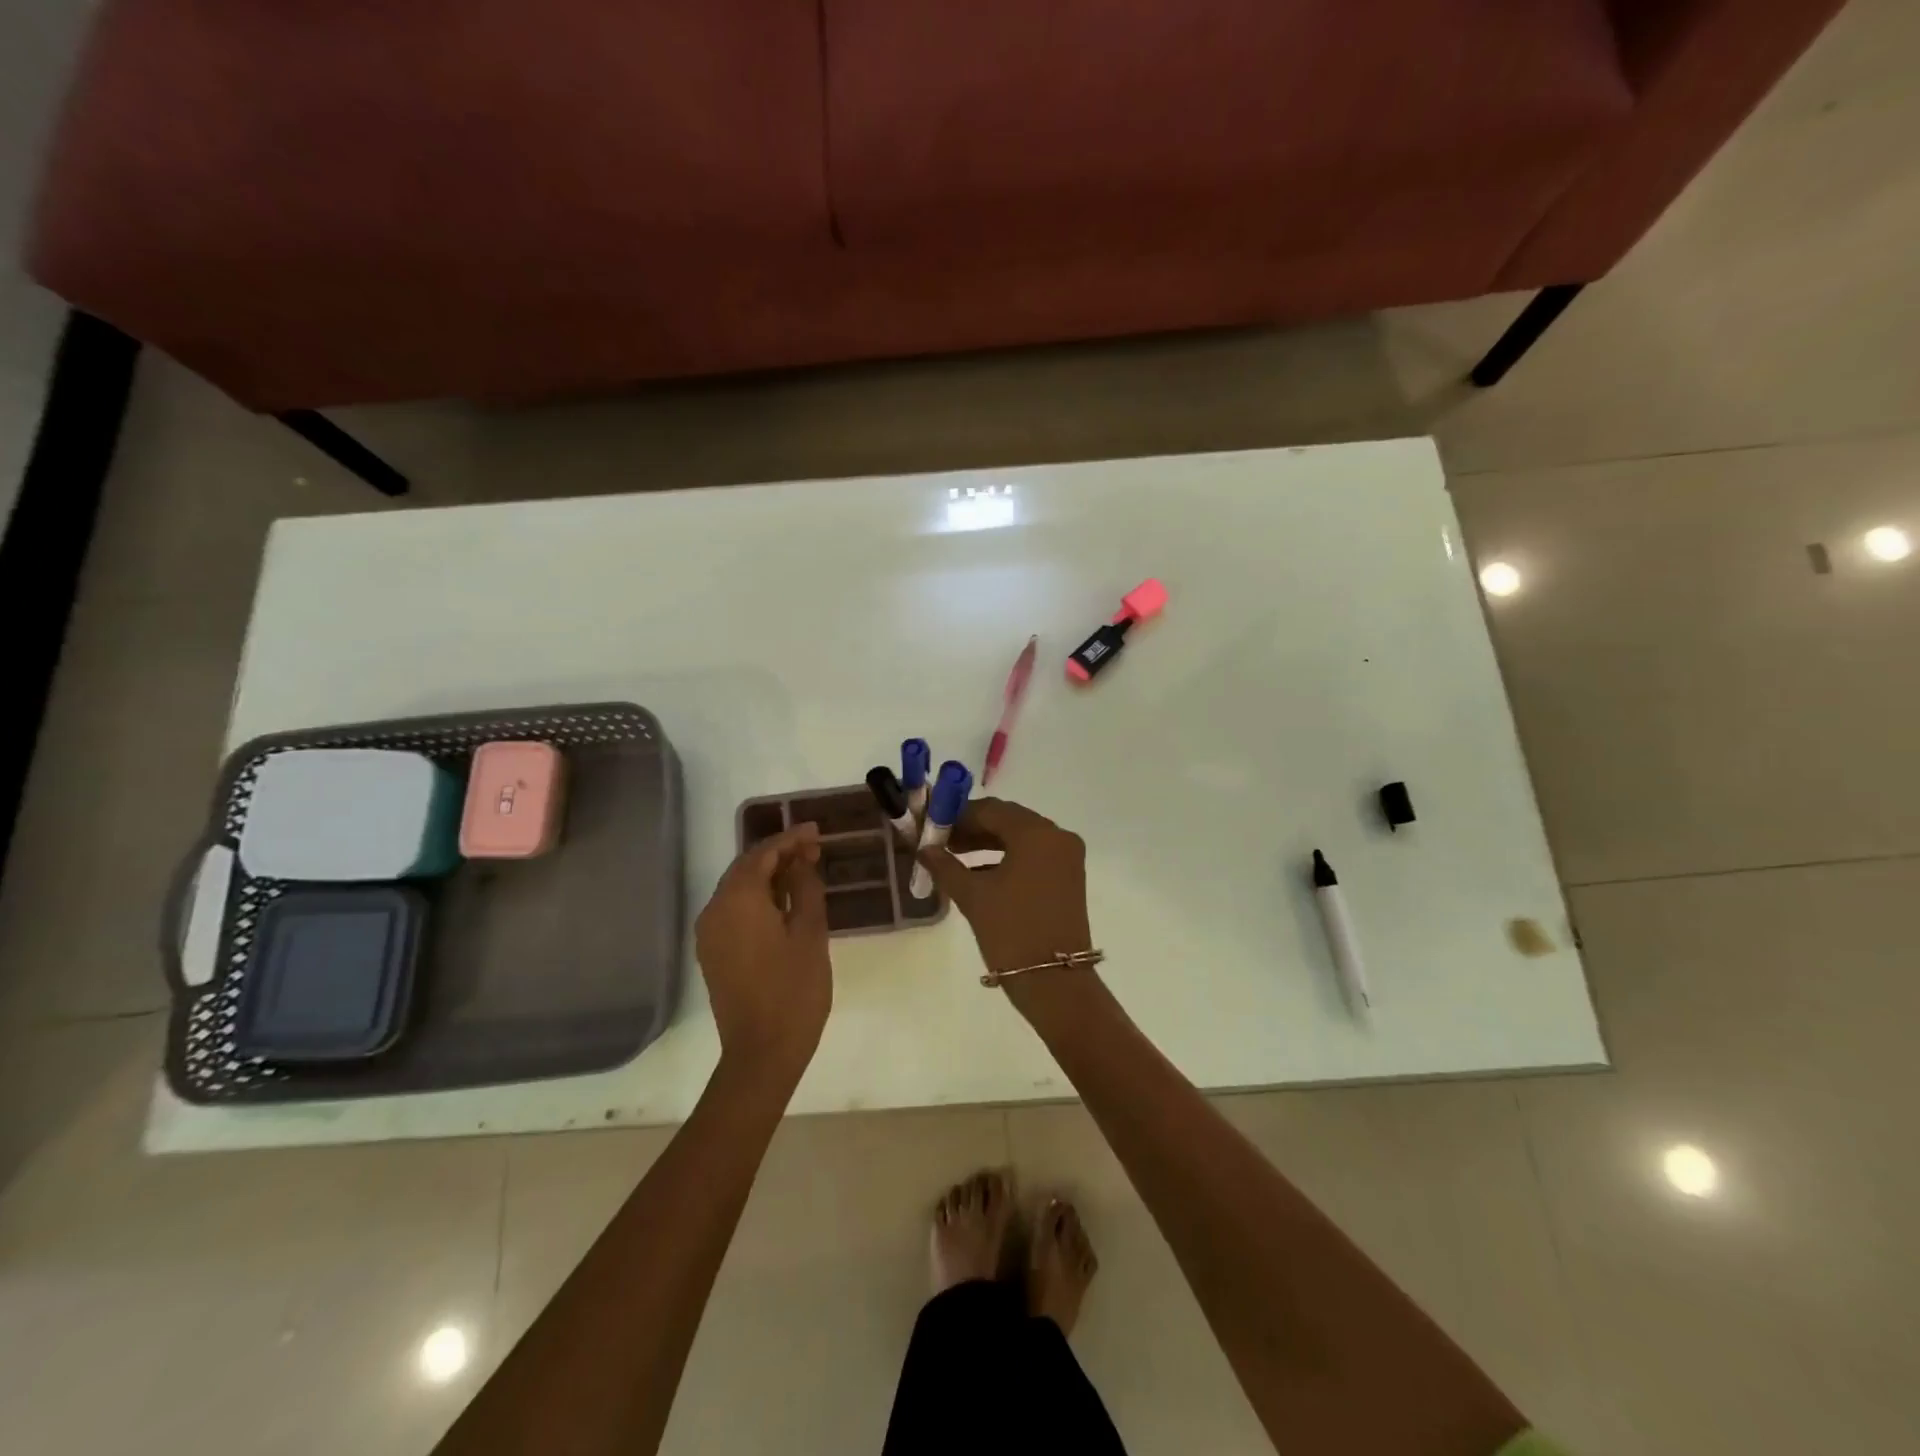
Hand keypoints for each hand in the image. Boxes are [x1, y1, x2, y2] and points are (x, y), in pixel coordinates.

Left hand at [694, 824, 831, 1081]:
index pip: (763, 854)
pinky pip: (733, 911)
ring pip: (738, 889)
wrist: (762, 1052)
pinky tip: (783, 903)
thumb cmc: (794, 990)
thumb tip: (801, 861)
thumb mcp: (810, 933)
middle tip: (814, 849)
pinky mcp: (712, 953)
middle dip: (779, 855)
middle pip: (746, 868)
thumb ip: (805, 888)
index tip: (817, 831)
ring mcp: (709, 934)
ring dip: (768, 876)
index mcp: (738, 900)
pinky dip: (757, 898)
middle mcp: (715, 910)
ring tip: (803, 871)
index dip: (790, 839)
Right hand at [914, 798, 1096, 1010]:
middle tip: (941, 841)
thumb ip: (946, 866)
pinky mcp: (1068, 877)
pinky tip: (977, 872)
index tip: (932, 825)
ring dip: (988, 843)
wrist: (1054, 981)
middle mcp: (1057, 836)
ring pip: (1021, 837)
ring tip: (954, 856)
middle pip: (1008, 820)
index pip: (991, 810)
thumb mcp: (973, 896)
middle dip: (973, 828)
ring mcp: (1066, 857)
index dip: (959, 816)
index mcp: (1036, 834)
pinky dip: (1006, 858)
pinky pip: (1033, 855)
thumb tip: (924, 849)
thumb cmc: (1011, 931)